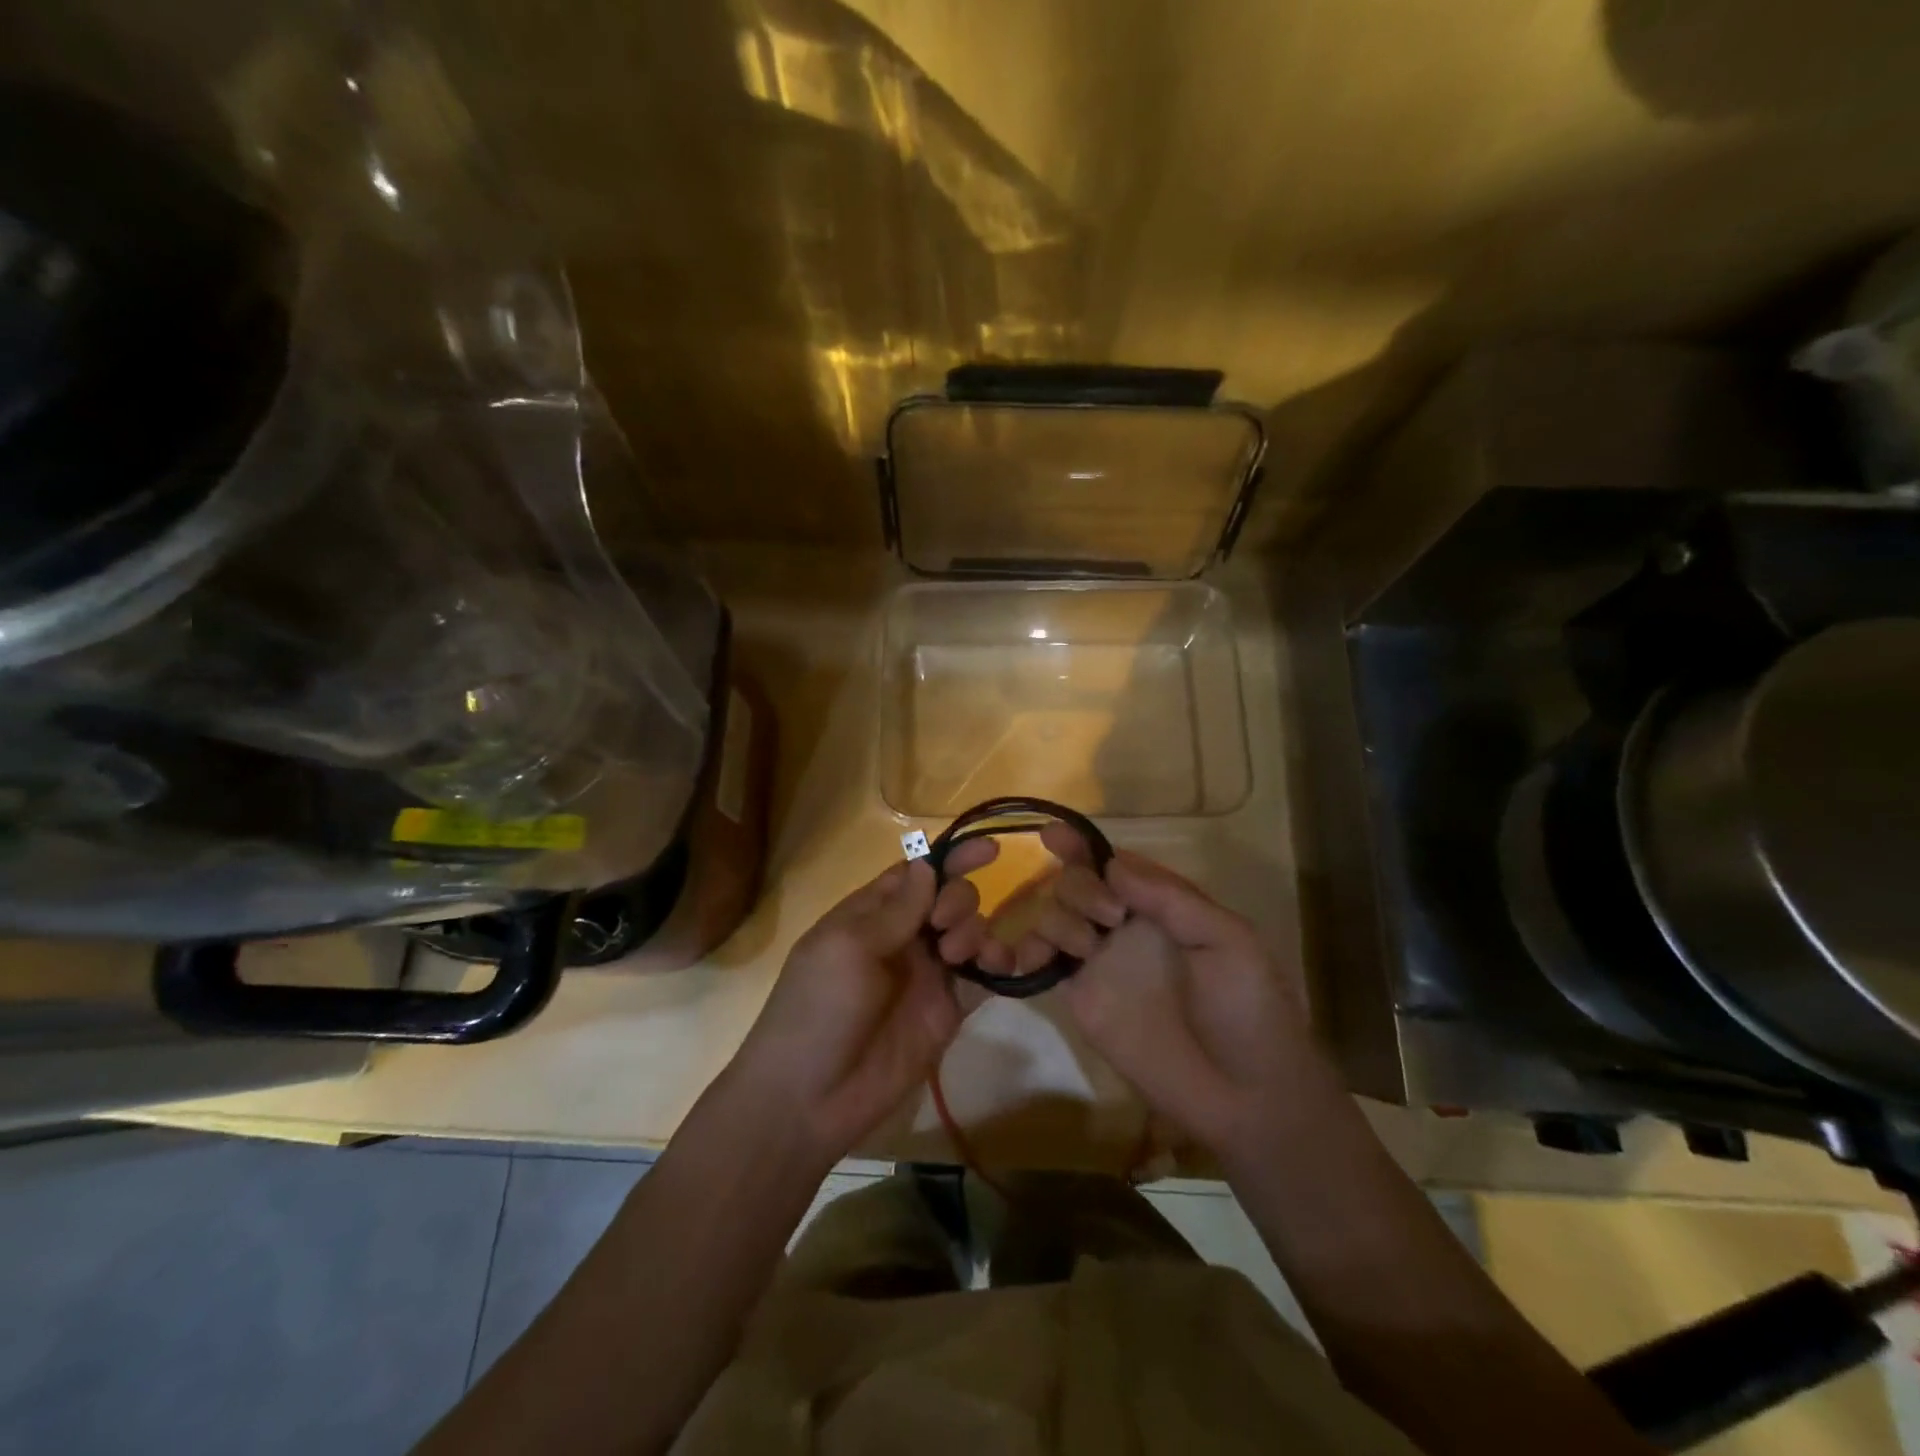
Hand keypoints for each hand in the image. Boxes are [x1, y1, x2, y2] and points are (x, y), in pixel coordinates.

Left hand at [727, 842, 1000, 1163]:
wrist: (809, 1098)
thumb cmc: (817, 1009)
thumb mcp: (847, 948)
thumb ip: (895, 909)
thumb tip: (927, 863)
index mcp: (870, 915)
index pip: (916, 873)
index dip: (950, 858)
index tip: (990, 849)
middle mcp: (903, 938)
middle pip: (948, 897)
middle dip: (958, 899)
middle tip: (943, 926)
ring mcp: (928, 975)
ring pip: (970, 932)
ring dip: (976, 929)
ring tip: (958, 956)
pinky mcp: (948, 1011)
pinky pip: (983, 977)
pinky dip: (998, 964)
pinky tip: (1000, 966)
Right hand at [1026, 825, 1321, 1161]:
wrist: (1244, 1094)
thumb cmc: (1248, 1008)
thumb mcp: (1228, 940)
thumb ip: (1172, 899)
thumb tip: (1113, 865)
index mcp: (1160, 904)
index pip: (1113, 863)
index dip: (1081, 846)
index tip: (1054, 836)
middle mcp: (1123, 925)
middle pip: (1076, 883)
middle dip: (1081, 887)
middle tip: (1110, 918)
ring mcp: (1099, 961)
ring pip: (1054, 916)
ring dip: (1057, 918)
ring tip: (1086, 948)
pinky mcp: (1081, 997)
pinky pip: (1044, 963)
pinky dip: (1026, 952)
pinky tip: (1029, 959)